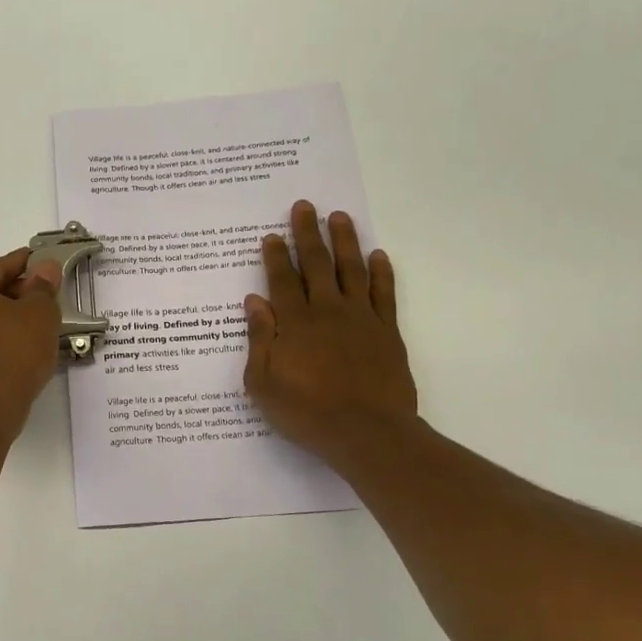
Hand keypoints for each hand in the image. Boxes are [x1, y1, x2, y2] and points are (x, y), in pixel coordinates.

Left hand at [0, 248, 61, 433]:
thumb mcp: (39, 314)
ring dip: (8, 323)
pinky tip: (19, 358)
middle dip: (18, 294)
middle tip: (47, 299)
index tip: (44, 262)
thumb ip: (43, 288)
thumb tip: (45, 268)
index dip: (25, 263)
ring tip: (37, 331)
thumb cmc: (12, 353)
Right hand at [244, 201, 418, 469]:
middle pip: (316, 264)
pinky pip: (384, 293)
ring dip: (344, 241)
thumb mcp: (263, 383)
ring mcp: (361, 318)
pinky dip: (381, 272)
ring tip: (339, 217)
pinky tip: (378, 255)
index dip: (275, 256)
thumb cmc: (306, 413)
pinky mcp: (387, 331)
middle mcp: (327, 311)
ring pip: (351, 269)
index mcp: (294, 323)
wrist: (367, 433)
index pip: (281, 280)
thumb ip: (259, 339)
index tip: (270, 235)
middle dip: (307, 234)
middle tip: (304, 206)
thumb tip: (254, 301)